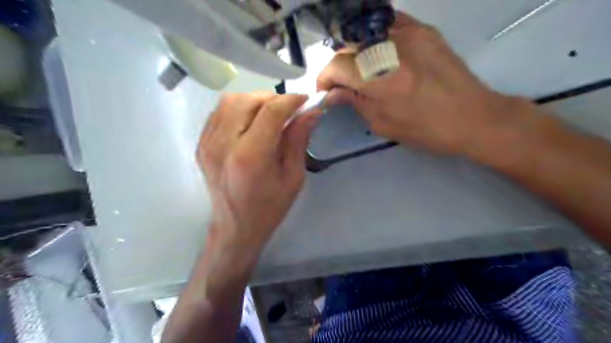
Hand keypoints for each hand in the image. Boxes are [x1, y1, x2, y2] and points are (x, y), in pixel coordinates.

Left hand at [198, 92, 319, 268]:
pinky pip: (219, 112)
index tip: (305, 100)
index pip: (271, 111)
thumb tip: (311, 112)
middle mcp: (224, 144)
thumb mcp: (293, 177)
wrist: (236, 228)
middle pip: (248, 100)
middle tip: (288, 110)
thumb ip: (299, 140)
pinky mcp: (201, 144)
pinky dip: (238, 109)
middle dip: (272, 98)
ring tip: (270, 114)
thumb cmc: (270, 208)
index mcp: (251, 156)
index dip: (291, 100)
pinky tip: (251, 122)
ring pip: (230, 101)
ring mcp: (207, 143)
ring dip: (254, 101)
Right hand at [317, 11, 527, 156]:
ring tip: (363, 71)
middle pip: (348, 46)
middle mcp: (392, 48)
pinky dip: (376, 40)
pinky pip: (388, 25)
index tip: (326, 91)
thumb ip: (354, 102)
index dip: (325, 78)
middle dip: (339, 66)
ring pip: (365, 33)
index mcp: (381, 78)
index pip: (337, 65)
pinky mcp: (424, 29)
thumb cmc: (425, 129)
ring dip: (356, 53)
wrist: (472, 116)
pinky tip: (380, 56)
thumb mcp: (382, 123)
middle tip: (344, 84)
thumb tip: (332, 93)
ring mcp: (410, 33)